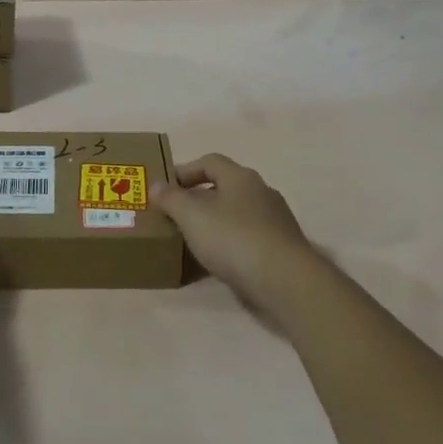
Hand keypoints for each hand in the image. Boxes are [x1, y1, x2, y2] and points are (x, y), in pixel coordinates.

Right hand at [155, 154, 317, 309]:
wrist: (286, 282)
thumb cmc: (234, 239)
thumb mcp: (192, 216)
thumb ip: (171, 199)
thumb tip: (156, 185)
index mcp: (240, 177)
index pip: (209, 161)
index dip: (185, 171)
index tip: (166, 189)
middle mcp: (261, 191)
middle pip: (224, 187)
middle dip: (199, 198)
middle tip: (177, 216)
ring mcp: (275, 220)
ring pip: (237, 213)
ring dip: (216, 222)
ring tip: (195, 241)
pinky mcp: (282, 248)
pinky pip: (249, 238)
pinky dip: (232, 244)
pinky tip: (220, 262)